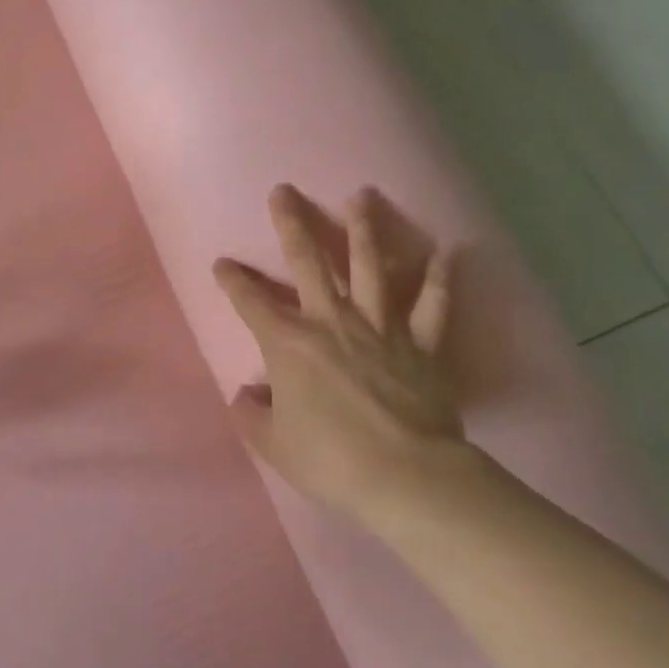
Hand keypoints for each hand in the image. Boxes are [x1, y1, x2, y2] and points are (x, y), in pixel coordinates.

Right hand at [213, 184, 472, 529]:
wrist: (404, 476)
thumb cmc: (329, 459)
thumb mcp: (273, 444)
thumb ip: (253, 415)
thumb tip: (247, 395)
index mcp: (288, 344)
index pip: (251, 303)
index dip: (233, 281)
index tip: (222, 263)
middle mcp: (331, 323)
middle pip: (308, 263)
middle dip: (292, 225)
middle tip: (284, 191)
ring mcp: (380, 328)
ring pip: (370, 267)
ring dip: (364, 229)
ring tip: (362, 195)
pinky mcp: (421, 345)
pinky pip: (432, 306)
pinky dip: (439, 279)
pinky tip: (447, 252)